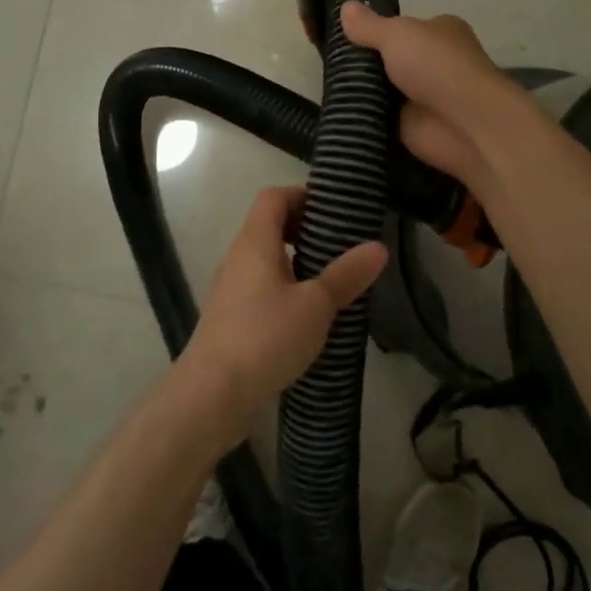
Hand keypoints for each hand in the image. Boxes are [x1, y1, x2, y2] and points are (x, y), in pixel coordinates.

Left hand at [178, 187, 387, 443]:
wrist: (212, 395)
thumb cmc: (266, 337)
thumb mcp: (316, 305)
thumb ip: (346, 274)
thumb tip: (378, 246)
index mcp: (255, 241)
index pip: (274, 197)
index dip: (303, 195)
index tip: (336, 211)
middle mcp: (239, 257)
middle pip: (270, 225)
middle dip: (306, 229)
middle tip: (342, 245)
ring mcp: (231, 288)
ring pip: (267, 259)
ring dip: (298, 262)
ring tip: (333, 279)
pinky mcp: (232, 317)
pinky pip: (262, 287)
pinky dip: (286, 288)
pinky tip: (310, 315)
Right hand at [339, 2, 526, 189]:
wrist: (464, 124)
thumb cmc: (437, 66)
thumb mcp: (397, 34)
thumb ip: (369, 25)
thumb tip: (344, 7)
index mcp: (440, 32)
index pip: (402, 28)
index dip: (375, 30)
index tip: (343, 34)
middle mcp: (435, 62)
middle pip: (390, 59)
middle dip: (365, 63)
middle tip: (329, 61)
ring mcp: (424, 96)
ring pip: (383, 89)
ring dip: (362, 90)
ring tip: (326, 84)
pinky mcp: (414, 126)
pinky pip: (381, 117)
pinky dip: (365, 116)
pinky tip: (339, 110)